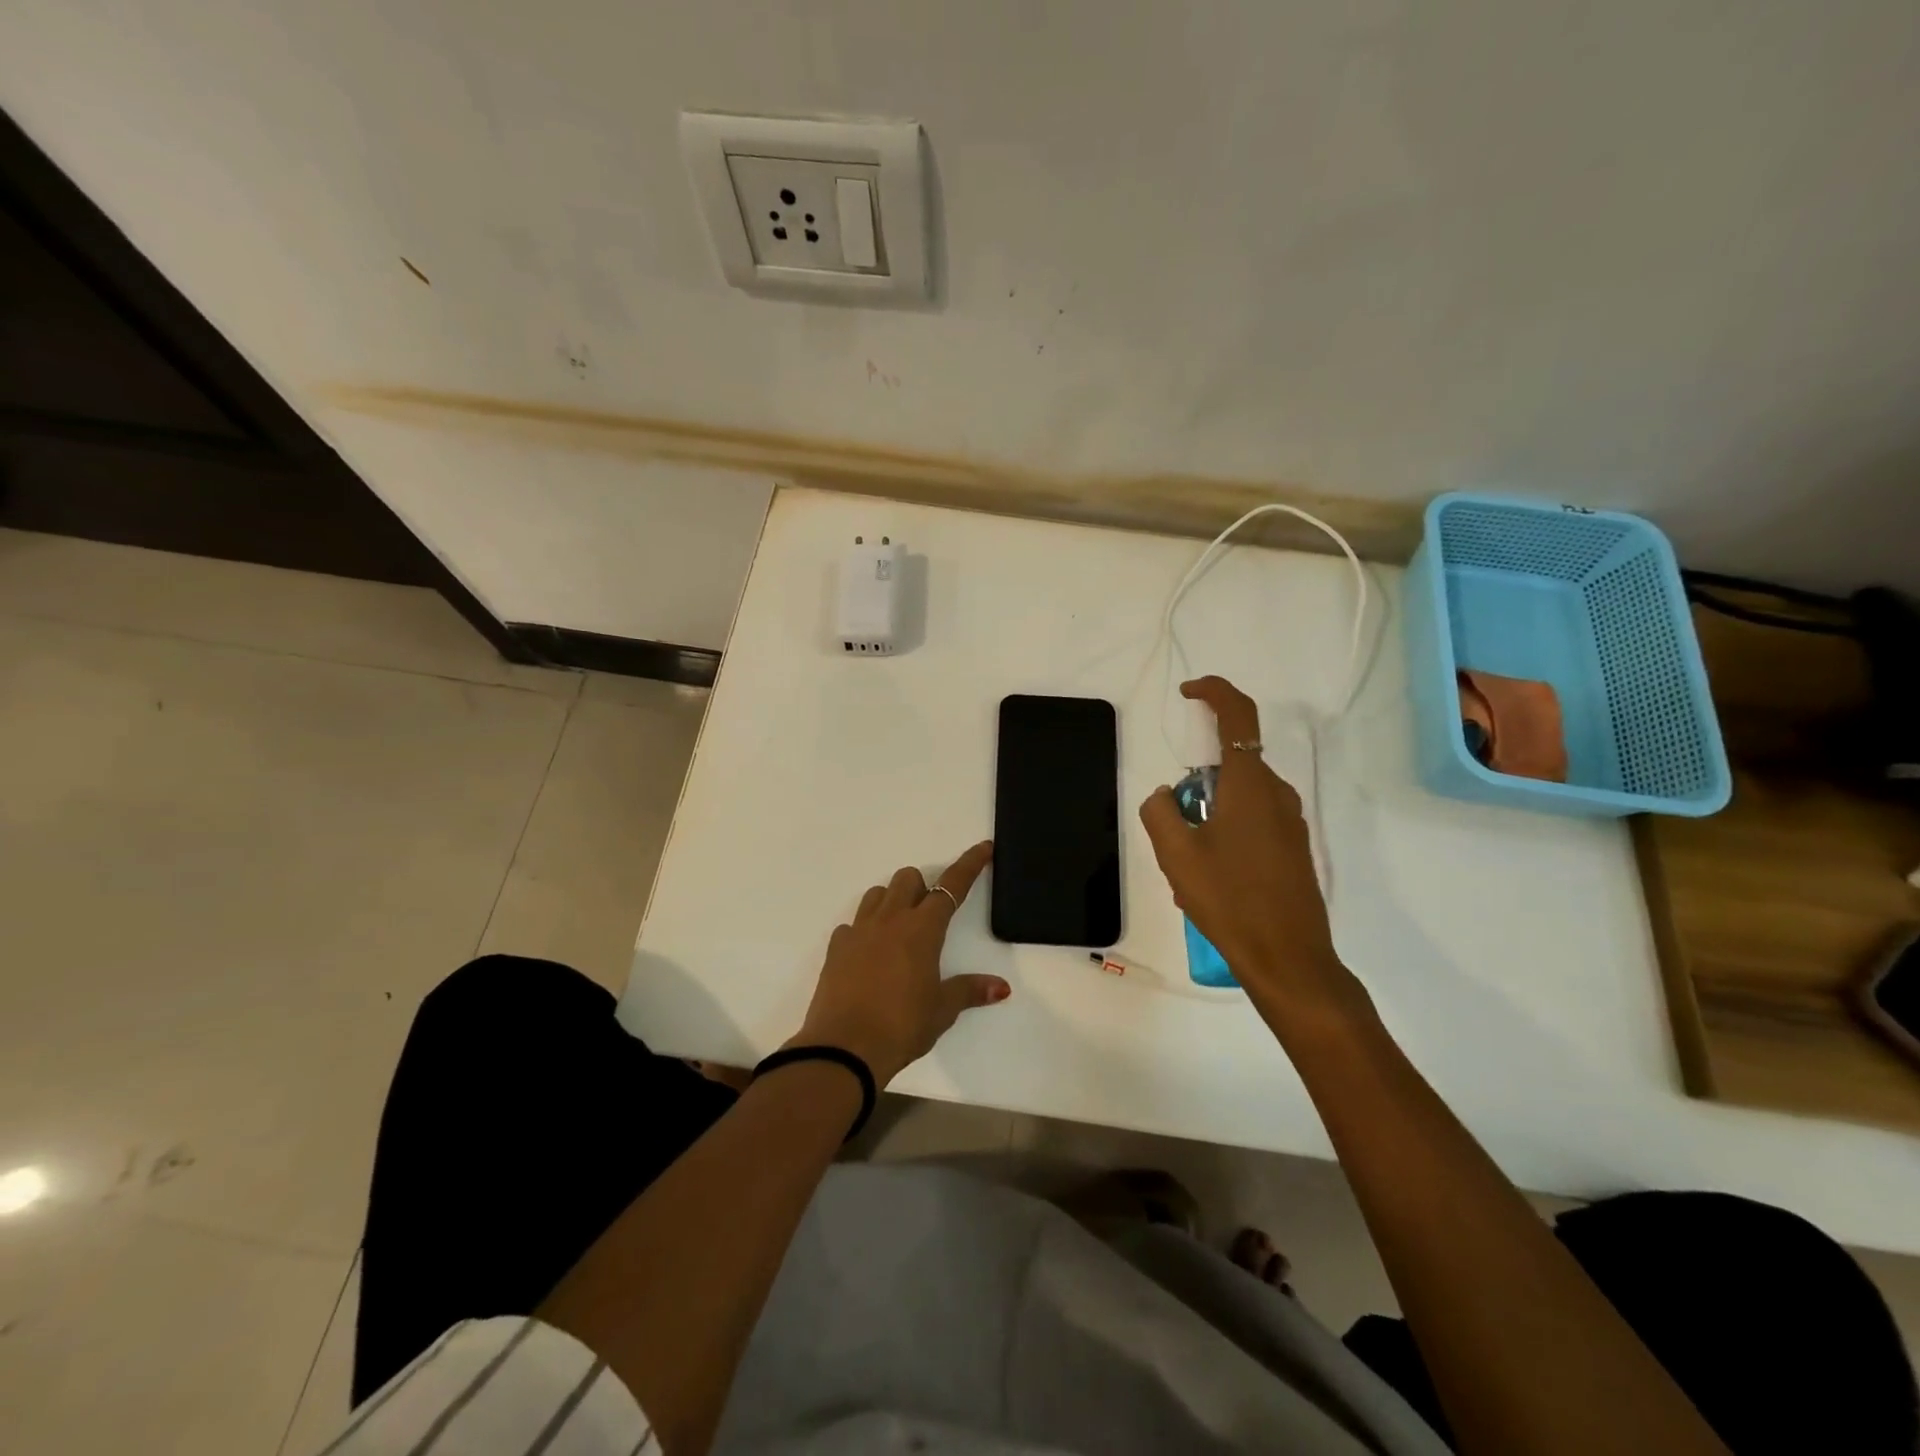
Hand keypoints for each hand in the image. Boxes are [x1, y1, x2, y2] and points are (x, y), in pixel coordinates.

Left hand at [792, 840, 1008, 1085]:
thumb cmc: (902, 1026)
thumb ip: (969, 991)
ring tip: (899, 933)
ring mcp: (859, 931)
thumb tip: (1001, 987)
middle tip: (930, 918)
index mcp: (922, 929)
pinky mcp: (836, 948)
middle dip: (922, 887)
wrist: (844, 1048)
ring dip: (892, 901)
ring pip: (877, 894)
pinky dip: (865, 930)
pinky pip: (853, 924)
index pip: (952, 886)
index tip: (983, 848)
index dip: (970, 865)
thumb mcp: (942, 1010)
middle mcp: (890, 920)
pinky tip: (870, 955)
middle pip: (908, 879)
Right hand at [1139, 677, 1370, 1030]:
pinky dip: (1226, 832)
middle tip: (1174, 825)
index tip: (1188, 693)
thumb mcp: (1176, 855)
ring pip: (1240, 796)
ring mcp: (1290, 822)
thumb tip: (1164, 795)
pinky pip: (1253, 821)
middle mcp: (1276, 794)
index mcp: (1249, 785)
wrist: (1288, 957)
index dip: (1214, 692)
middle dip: (1197, 782)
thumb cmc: (1229, 900)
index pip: (1237, 716)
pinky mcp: (1294, 847)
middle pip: (1231, 763)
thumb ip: (1159, 812)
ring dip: (1209, 814)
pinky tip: (1211, 879)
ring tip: (1188, 866)